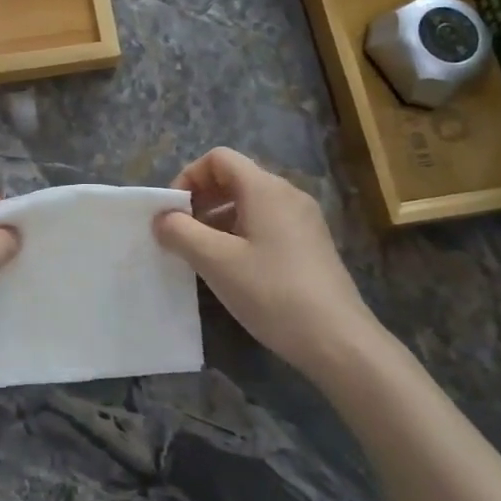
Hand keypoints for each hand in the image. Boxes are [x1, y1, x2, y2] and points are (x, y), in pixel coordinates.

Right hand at [153, 147, 381, 375]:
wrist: (339, 341)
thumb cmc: (272, 292)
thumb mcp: (216, 261)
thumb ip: (180, 232)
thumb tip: (161, 218)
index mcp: (265, 189)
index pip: (219, 159)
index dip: (188, 177)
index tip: (173, 212)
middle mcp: (287, 195)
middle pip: (235, 178)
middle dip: (201, 199)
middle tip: (181, 233)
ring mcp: (303, 220)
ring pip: (250, 204)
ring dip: (218, 220)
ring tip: (201, 254)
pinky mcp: (311, 245)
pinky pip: (267, 224)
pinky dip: (240, 235)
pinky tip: (233, 270)